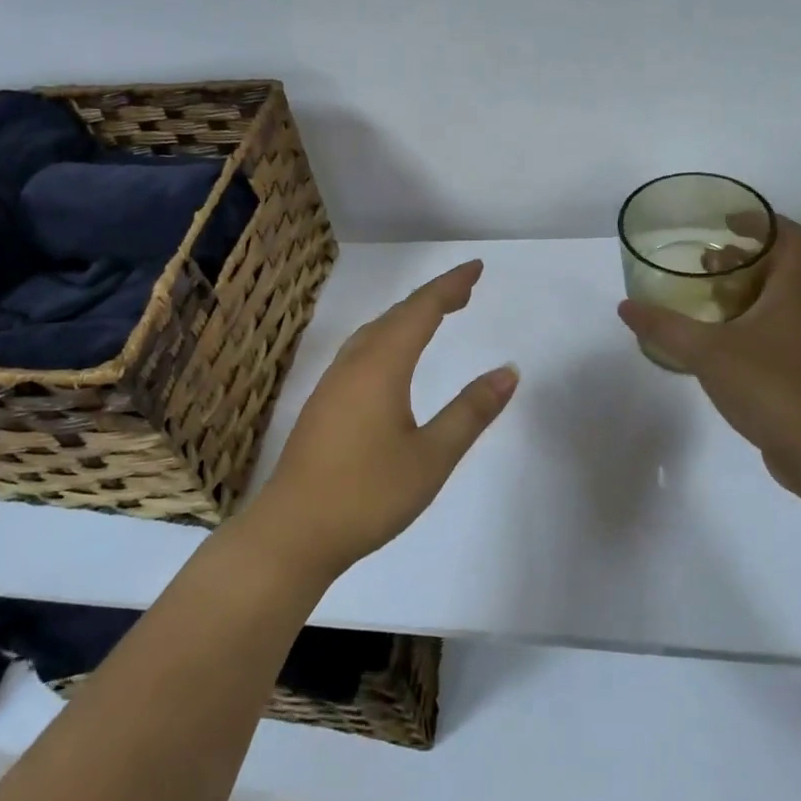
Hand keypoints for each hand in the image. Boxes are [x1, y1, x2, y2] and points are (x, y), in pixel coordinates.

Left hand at [241, 261, 518, 580]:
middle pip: (396, 316)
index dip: (450, 286)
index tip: (476, 268)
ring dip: (407, 318)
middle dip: (432, 299)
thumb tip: (508, 371)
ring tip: (435, 317)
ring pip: (374, 333)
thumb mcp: (431, 457)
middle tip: (465, 292)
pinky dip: (388, 338)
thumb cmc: (368, 494)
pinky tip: (391, 360)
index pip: (421, 310)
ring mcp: (332, 383)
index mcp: (381, 366)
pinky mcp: (321, 404)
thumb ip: (470, 411)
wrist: (292, 532)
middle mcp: (353, 364)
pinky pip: (361, 351)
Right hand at [617, 215, 800, 484]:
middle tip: (701, 262)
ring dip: (739, 293)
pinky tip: (712, 343)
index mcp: (792, 291)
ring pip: (772, 302)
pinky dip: (742, 325)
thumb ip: (664, 327)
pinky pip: (769, 332)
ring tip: (700, 299)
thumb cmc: (770, 385)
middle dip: (740, 259)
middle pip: (777, 268)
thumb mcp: (707, 351)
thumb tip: (626, 306)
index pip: (788, 236)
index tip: (725, 221)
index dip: (759, 220)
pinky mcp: (798, 370)